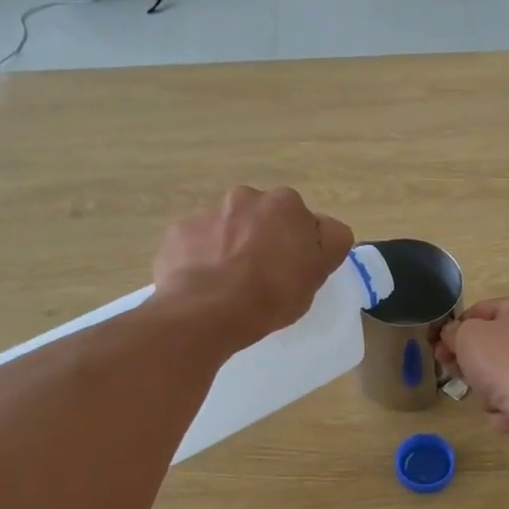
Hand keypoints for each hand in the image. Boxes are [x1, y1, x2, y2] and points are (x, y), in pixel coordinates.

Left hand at [152, 186, 354, 351]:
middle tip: (263, 277)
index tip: (294, 271)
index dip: (301, 246)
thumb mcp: (319, 272)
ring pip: (228, 229)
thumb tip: (325, 227)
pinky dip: (202, 258)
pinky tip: (204, 285)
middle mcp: (245, 197)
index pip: (303, 222)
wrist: (206, 311)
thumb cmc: (271, 294)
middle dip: (263, 239)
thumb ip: (330, 241)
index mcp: (284, 203)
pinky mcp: (178, 232)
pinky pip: (197, 243)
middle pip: (263, 219)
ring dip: (232, 246)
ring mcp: (207, 213)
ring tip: (230, 285)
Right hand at [438, 296, 508, 449]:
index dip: (454, 328)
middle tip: (452, 371)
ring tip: (487, 396)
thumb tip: (451, 335)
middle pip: (488, 346)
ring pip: (496, 375)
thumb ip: (453, 331)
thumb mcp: (467, 336)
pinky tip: (504, 412)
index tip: (437, 346)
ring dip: (484, 389)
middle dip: (468, 362)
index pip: (478, 311)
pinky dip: (502, 407)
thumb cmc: (504, 361)